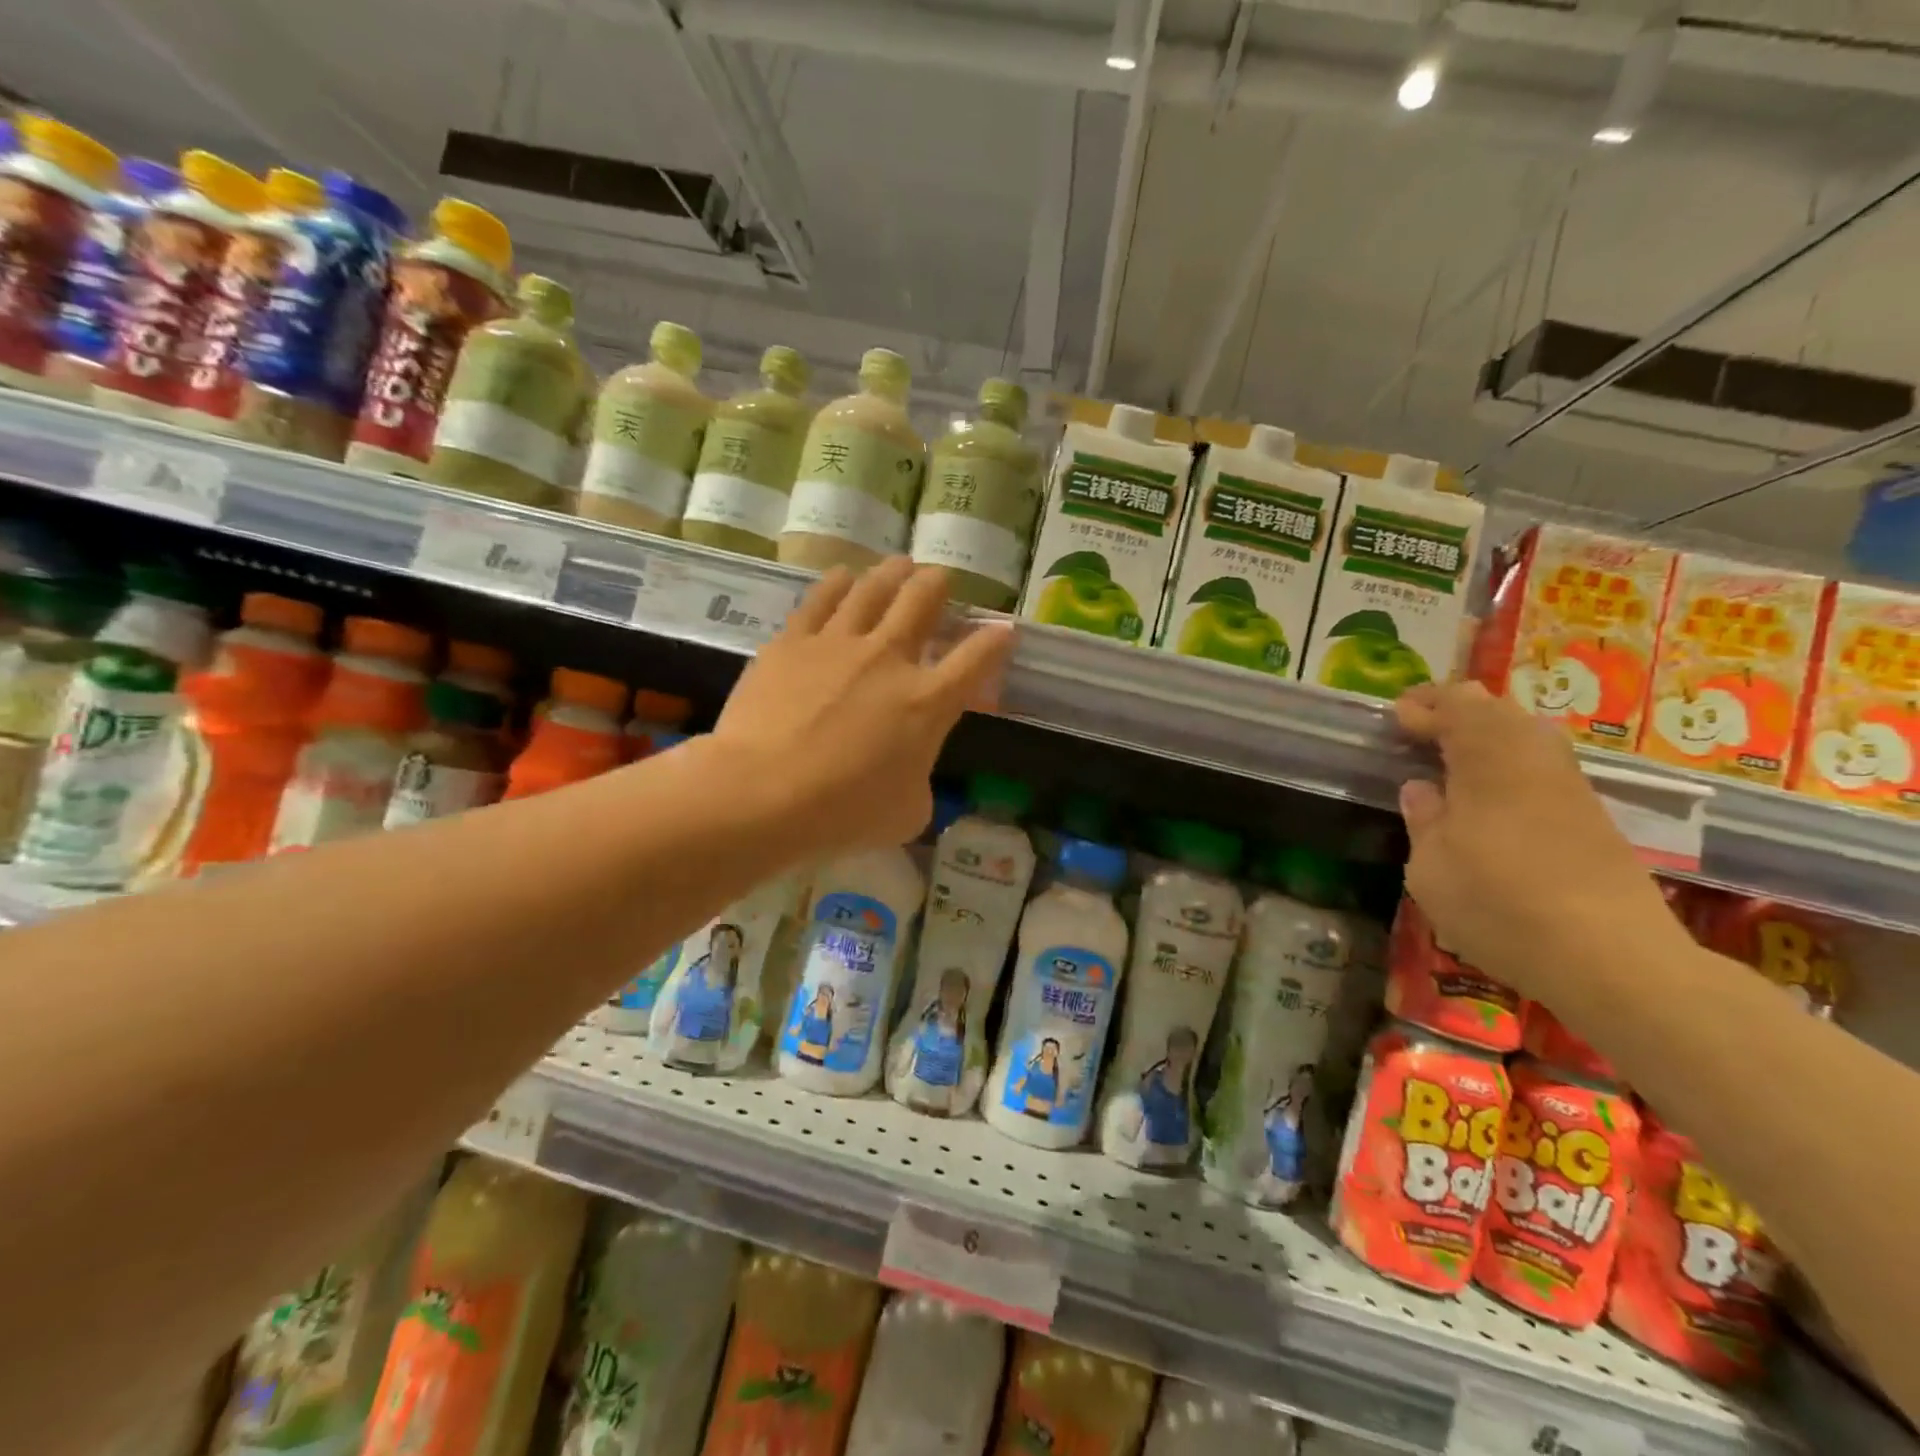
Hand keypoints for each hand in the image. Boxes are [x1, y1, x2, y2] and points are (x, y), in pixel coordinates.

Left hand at [712, 558, 1014, 856]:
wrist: (763, 793)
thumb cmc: (843, 813)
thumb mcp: (907, 812)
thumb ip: (919, 779)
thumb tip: (908, 769)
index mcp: (927, 702)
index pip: (975, 661)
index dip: (996, 641)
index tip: (1005, 629)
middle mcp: (889, 659)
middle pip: (922, 601)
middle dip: (938, 585)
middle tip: (940, 579)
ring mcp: (838, 643)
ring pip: (874, 588)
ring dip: (893, 572)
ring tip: (900, 564)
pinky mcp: (792, 641)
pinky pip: (821, 598)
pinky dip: (838, 583)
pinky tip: (843, 576)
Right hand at [1394, 682, 1687, 1000]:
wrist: (1612, 958)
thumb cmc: (1499, 904)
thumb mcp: (1431, 868)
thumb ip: (1424, 820)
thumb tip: (1422, 789)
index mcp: (1490, 759)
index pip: (1458, 705)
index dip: (1424, 704)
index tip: (1395, 719)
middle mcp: (1534, 759)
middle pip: (1498, 710)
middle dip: (1456, 710)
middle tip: (1420, 728)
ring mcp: (1570, 787)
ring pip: (1527, 735)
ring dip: (1486, 735)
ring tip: (1451, 757)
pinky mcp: (1592, 817)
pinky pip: (1542, 765)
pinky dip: (1510, 762)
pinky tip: (1491, 794)